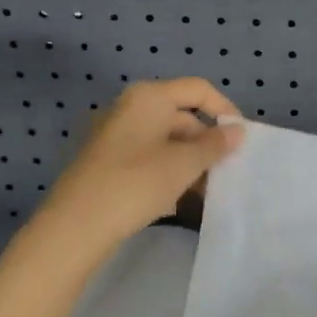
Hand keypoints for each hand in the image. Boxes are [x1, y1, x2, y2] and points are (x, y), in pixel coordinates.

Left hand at [42, 78, 244, 245]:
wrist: (76, 226)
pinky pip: (148, 157)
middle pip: (182, 116)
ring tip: (206, 190)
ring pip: (166, 140)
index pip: (198, 89)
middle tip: (226, 170)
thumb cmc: (137, 183)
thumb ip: (215, 144)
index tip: (241, 138)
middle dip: (206, 142)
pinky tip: (178, 199)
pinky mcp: (106, 161)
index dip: (224, 109)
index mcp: (149, 97)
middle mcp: (130, 108)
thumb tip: (236, 130)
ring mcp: (115, 135)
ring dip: (190, 161)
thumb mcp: (185, 164)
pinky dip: (168, 171)